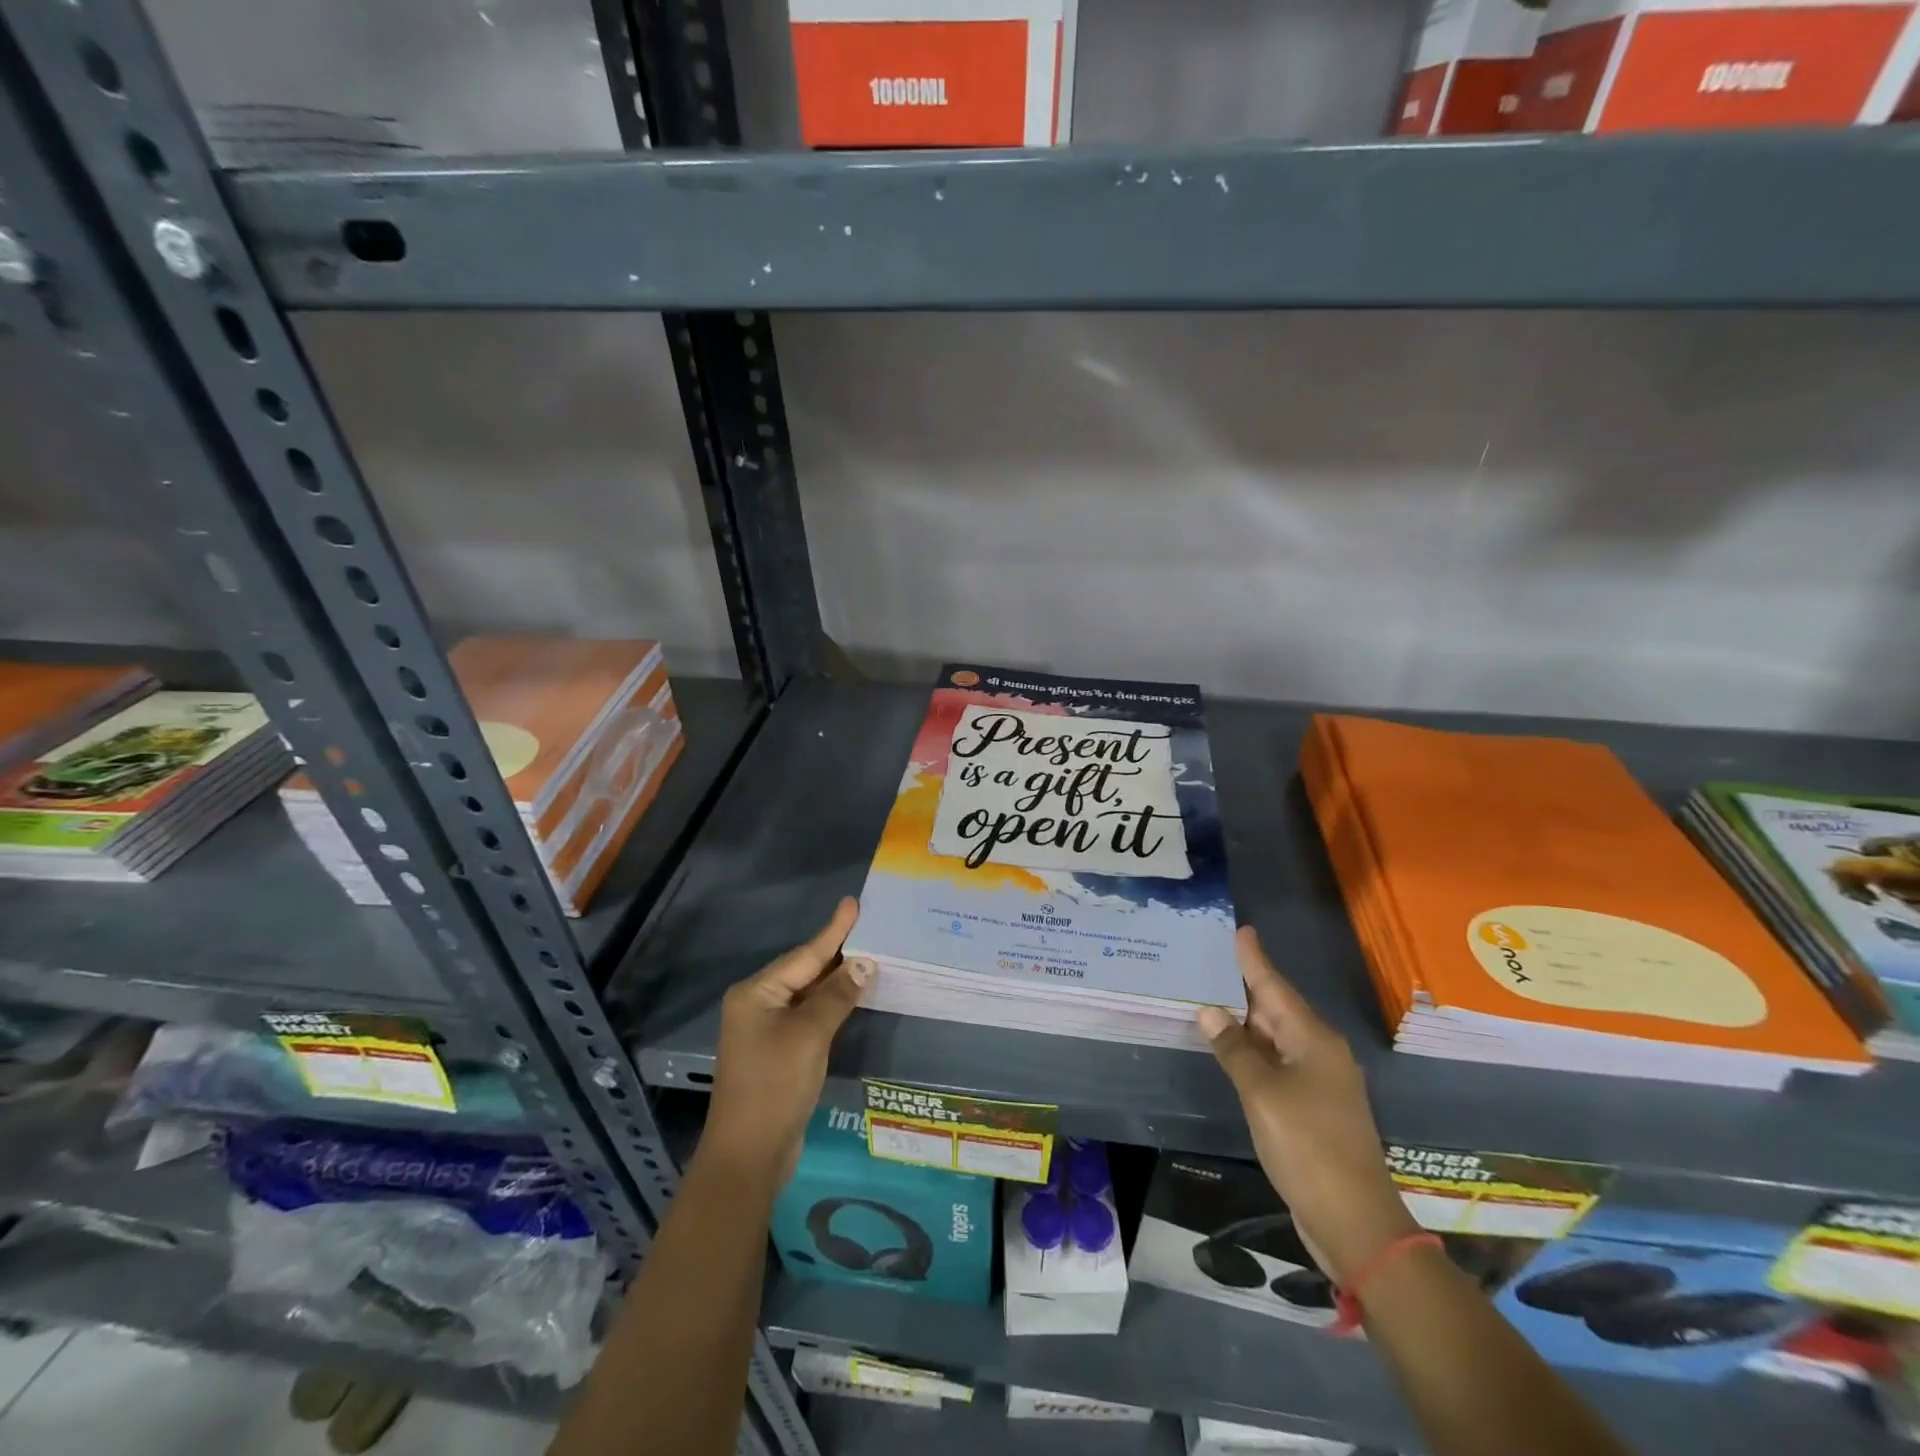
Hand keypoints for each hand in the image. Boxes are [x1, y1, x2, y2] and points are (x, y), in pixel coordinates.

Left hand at [703, 898, 871, 1187]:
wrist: (749, 1155)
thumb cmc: (775, 1086)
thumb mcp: (810, 1035)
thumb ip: (837, 995)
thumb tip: (865, 963)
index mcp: (756, 993)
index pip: (804, 955)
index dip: (834, 930)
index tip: (854, 903)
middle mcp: (757, 1005)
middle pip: (804, 970)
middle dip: (837, 952)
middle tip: (871, 928)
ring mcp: (766, 1030)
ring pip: (808, 994)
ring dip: (837, 979)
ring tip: (869, 955)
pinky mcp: (778, 1052)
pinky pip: (809, 1016)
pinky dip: (831, 1004)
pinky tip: (853, 996)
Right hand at [1197, 927, 1418, 1284]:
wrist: (1355, 1221)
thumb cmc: (1308, 1146)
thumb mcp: (1262, 1094)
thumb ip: (1234, 1050)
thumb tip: (1210, 1010)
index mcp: (1313, 1039)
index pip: (1275, 987)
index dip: (1254, 960)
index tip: (1241, 930)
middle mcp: (1319, 1052)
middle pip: (1275, 1009)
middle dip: (1244, 986)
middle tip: (1208, 961)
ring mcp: (1318, 1081)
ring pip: (1275, 1038)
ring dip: (1244, 1022)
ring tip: (1210, 998)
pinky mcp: (1312, 1107)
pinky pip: (1276, 1064)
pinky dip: (1252, 1052)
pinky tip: (1229, 1049)